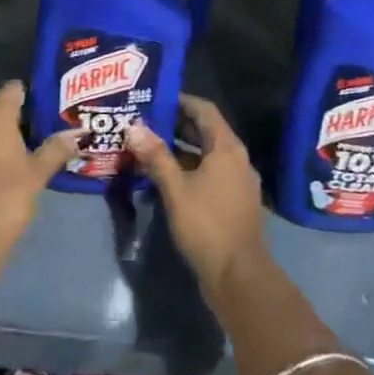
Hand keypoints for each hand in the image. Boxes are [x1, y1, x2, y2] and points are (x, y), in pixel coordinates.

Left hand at [0, 82, 78, 265]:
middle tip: (45, 128)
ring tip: (30, 148)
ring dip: (4, 137)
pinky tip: (8, 167)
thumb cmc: (7, 196)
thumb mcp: (38, 172)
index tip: (49, 104)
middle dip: (20, 117)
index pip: (13, 89)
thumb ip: (57, 148)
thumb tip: (78, 133)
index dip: (31, 93)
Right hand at [125, 95, 265, 292]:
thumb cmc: (207, 225)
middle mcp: (237, 158)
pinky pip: (211, 173)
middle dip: (177, 125)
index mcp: (227, 148)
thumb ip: (156, 156)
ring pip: (207, 154)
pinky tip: (166, 177)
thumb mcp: (176, 189)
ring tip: (150, 147)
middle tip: (146, 121)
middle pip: (207, 131)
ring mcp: (238, 181)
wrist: (239, 276)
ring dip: (181, 149)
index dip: (181, 101)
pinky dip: (190, 169)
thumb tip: (134, 127)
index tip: (156, 98)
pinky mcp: (234, 201)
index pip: (204, 110)